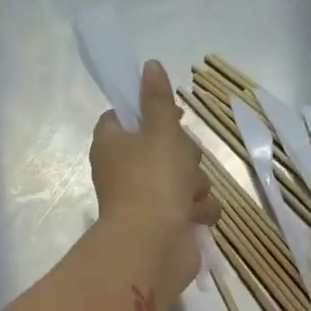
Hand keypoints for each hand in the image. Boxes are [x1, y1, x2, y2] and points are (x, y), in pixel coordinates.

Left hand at [90, 60, 219, 296]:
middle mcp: (125, 170)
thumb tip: (150, 66)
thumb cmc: (152, 179)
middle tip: (180, 161)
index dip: (150, 111)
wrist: (153, 244)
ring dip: (194, 184)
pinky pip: (192, 206)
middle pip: (164, 146)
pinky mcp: (167, 223)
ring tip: (187, 196)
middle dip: (183, 154)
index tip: (172, 114)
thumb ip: (158, 99)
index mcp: (112, 144)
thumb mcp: (160, 130)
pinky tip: (194, 217)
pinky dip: (198, 210)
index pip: (124, 117)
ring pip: (184, 177)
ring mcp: (146, 199)